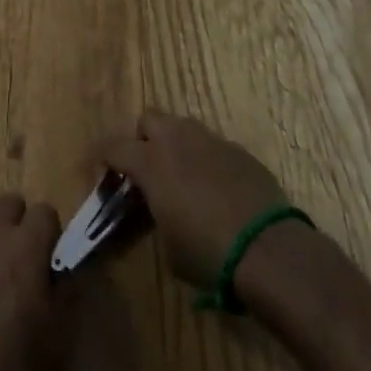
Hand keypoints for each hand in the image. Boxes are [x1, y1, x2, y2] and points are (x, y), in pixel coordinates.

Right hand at [96, 109, 286, 287]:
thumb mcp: (168, 246)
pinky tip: (217, 189)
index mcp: (151, 162)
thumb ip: (154, 215)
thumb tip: (157, 208)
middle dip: (143, 138)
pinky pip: (212, 145)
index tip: (102, 170)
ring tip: (183, 178)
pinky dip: (206, 160)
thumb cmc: (208, 252)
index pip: (113, 146)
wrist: (269, 250)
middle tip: (148, 169)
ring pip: (183, 127)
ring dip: (176, 145)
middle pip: (149, 118)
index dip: (103, 157)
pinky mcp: (238, 150)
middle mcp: (177, 140)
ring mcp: (211, 140)